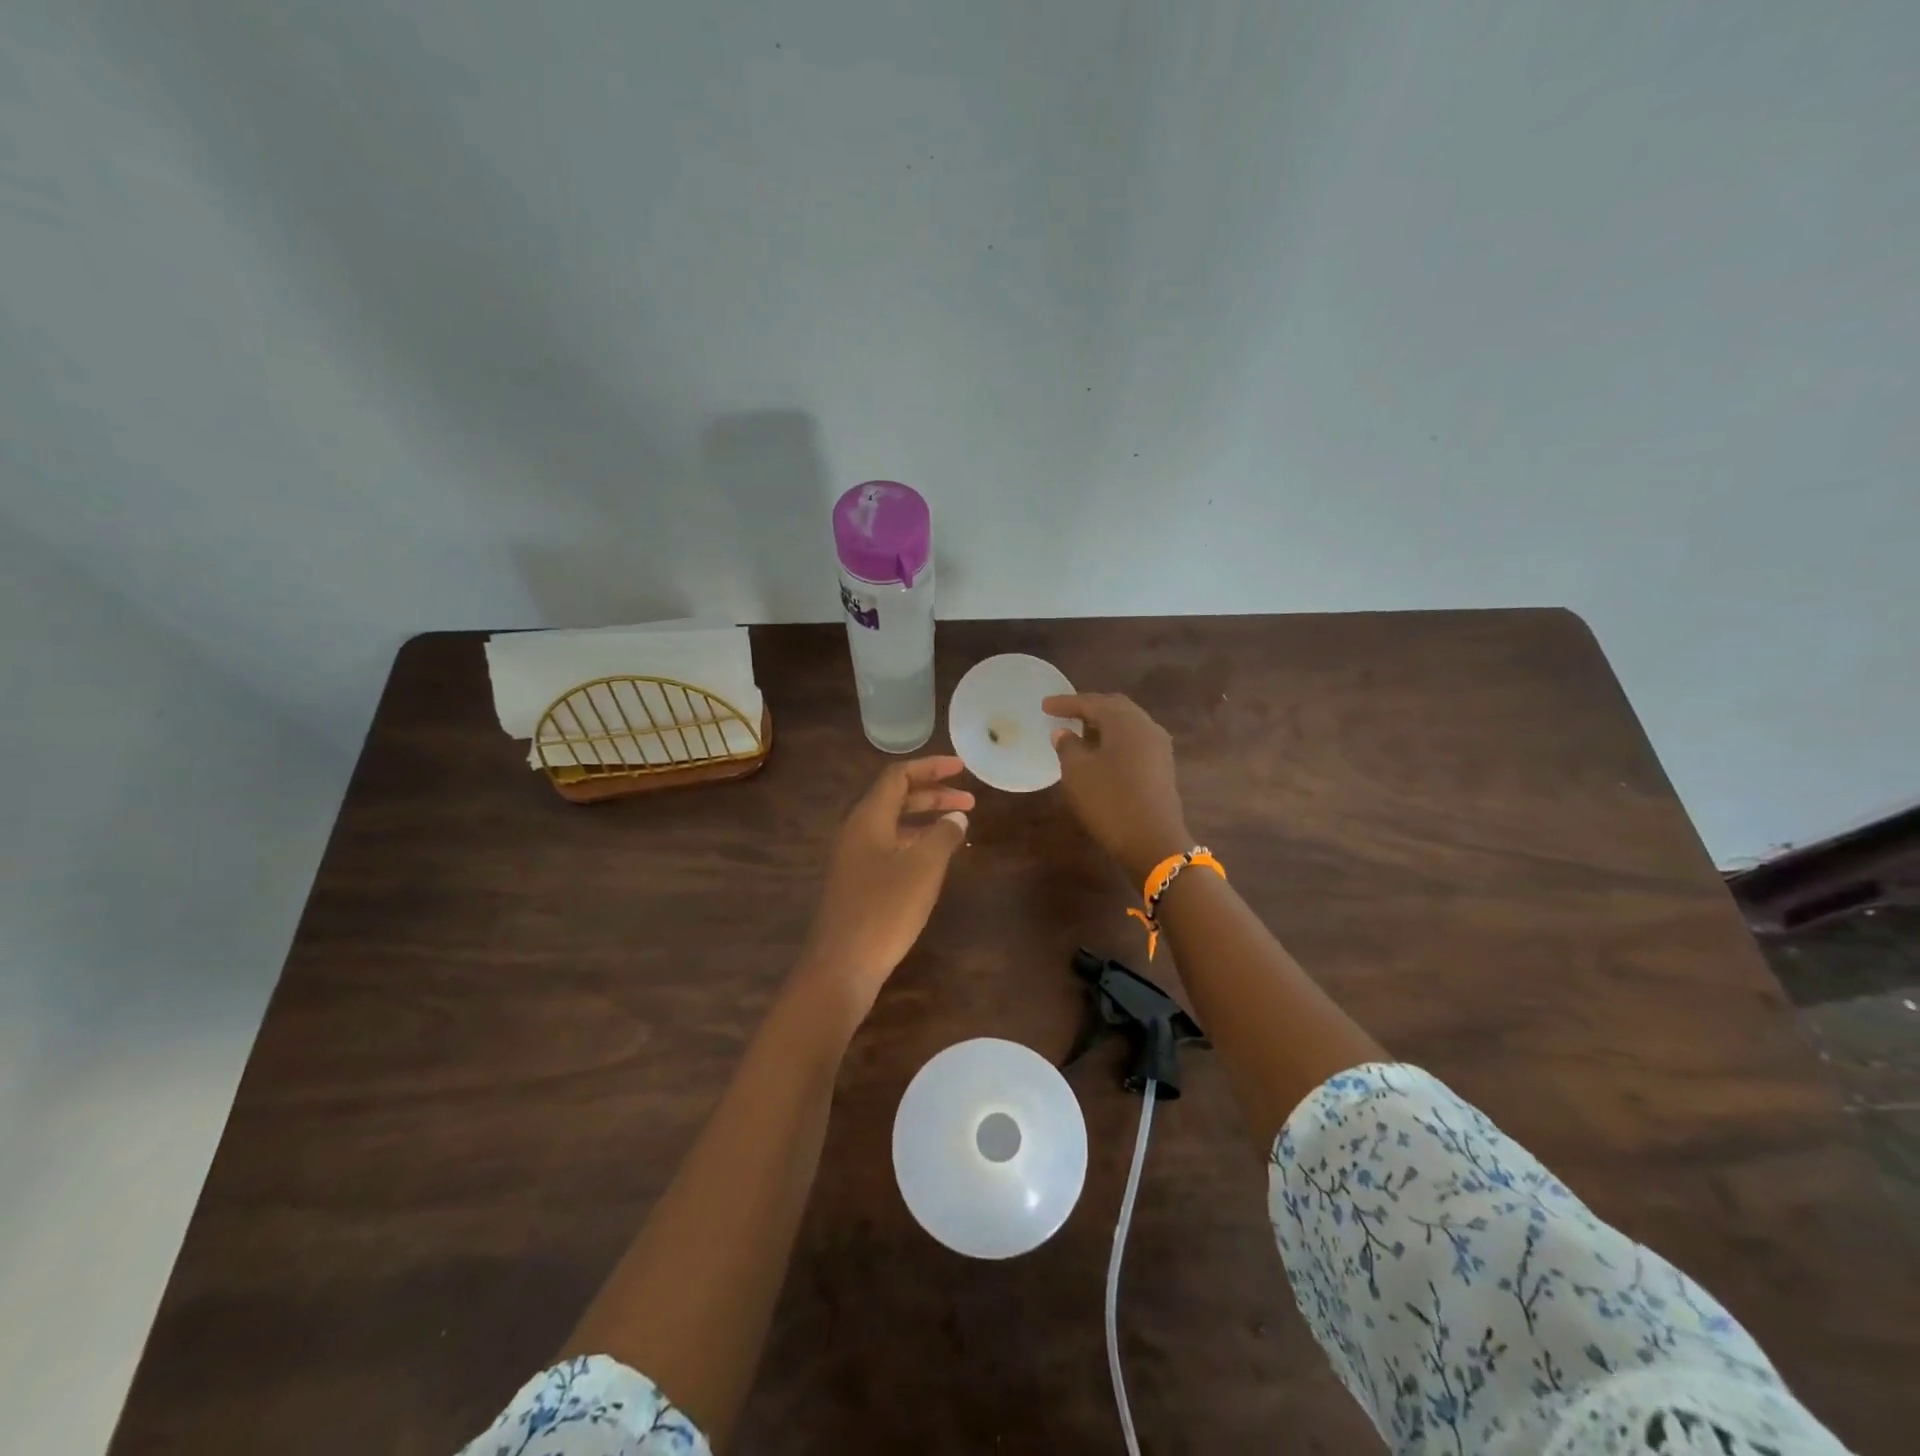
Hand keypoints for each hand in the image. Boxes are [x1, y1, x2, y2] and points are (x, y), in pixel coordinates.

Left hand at [798, 756, 974, 1014]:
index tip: (961, 767)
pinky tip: (936, 860)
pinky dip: (915, 844)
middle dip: (933, 794)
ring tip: (958, 827)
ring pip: (893, 825)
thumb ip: (943, 835)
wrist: (841, 965)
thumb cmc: (885, 909)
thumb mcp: (924, 868)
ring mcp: (854, 858)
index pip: (898, 775)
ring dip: (925, 820)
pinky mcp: (857, 882)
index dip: (931, 767)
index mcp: (868, 817)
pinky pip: (889, 848)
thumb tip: (956, 817)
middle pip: (895, 798)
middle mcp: (857, 831)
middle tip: (969, 800)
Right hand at [1044, 693, 1192, 882]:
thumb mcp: (1077, 772)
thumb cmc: (1109, 801)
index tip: (1044, 705)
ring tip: (1080, 732)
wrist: (1153, 841)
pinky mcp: (1162, 766)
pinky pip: (1134, 741)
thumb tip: (1064, 732)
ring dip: (1103, 724)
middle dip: (1088, 708)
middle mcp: (1145, 726)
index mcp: (1124, 720)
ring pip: (1127, 724)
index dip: (1065, 703)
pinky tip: (1101, 753)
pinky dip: (1115, 740)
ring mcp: (1158, 746)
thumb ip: (1067, 746)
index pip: (1091, 702)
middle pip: (1114, 707)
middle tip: (1064, 713)